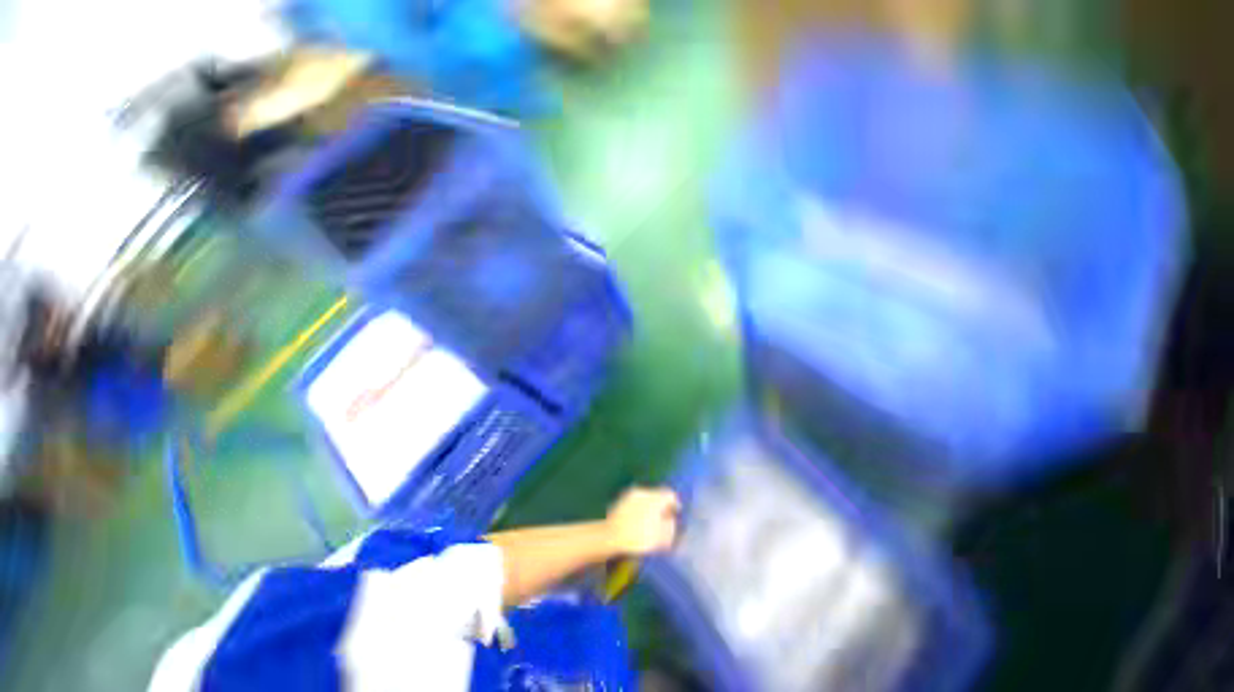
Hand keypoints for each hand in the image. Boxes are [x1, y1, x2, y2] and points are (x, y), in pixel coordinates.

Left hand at [605, 487, 680, 556]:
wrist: (611, 536)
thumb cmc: (638, 538)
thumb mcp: (661, 537)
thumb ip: (671, 527)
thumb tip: (672, 520)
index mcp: (655, 498)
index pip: (670, 494)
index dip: (675, 503)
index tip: (676, 513)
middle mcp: (643, 491)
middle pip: (658, 495)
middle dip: (662, 506)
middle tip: (664, 519)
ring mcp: (631, 494)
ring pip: (646, 498)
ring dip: (650, 507)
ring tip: (651, 522)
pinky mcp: (621, 500)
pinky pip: (636, 502)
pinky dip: (640, 509)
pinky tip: (638, 522)